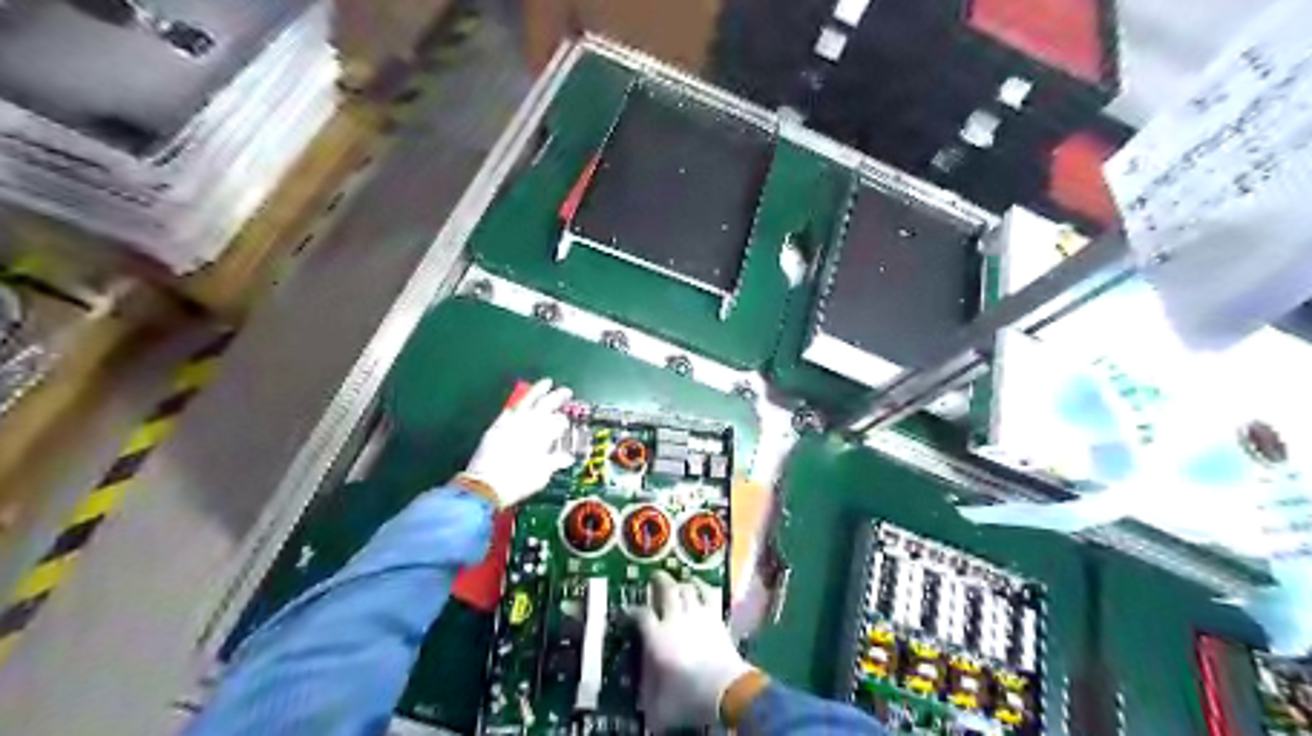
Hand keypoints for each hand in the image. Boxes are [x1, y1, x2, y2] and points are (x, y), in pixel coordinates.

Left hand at [464, 380, 574, 505]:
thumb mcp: (543, 474)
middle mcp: (529, 424)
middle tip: (566, 391)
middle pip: (546, 404)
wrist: (486, 485)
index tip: (566, 425)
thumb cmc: (519, 481)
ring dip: (538, 391)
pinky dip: (517, 405)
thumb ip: (555, 461)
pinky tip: (519, 403)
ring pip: (527, 401)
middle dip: (558, 397)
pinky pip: (509, 410)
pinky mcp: (496, 426)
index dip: (564, 422)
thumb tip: (566, 457)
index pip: (559, 421)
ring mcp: (511, 422)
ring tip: (546, 382)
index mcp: (543, 434)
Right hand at [631, 570, 753, 728]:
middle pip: (666, 590)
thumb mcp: (661, 706)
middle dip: (659, 581)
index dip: (632, 610)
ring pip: (687, 588)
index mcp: (657, 638)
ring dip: (681, 583)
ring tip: (677, 582)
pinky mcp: (716, 617)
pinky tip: (700, 584)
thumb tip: (643, 710)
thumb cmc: (689, 697)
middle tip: (654, 576)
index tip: (627, 610)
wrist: (726, 689)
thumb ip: (649, 700)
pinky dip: (703, 586)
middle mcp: (675, 620)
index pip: (641, 615)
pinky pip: (708, 594)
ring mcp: (697, 615)